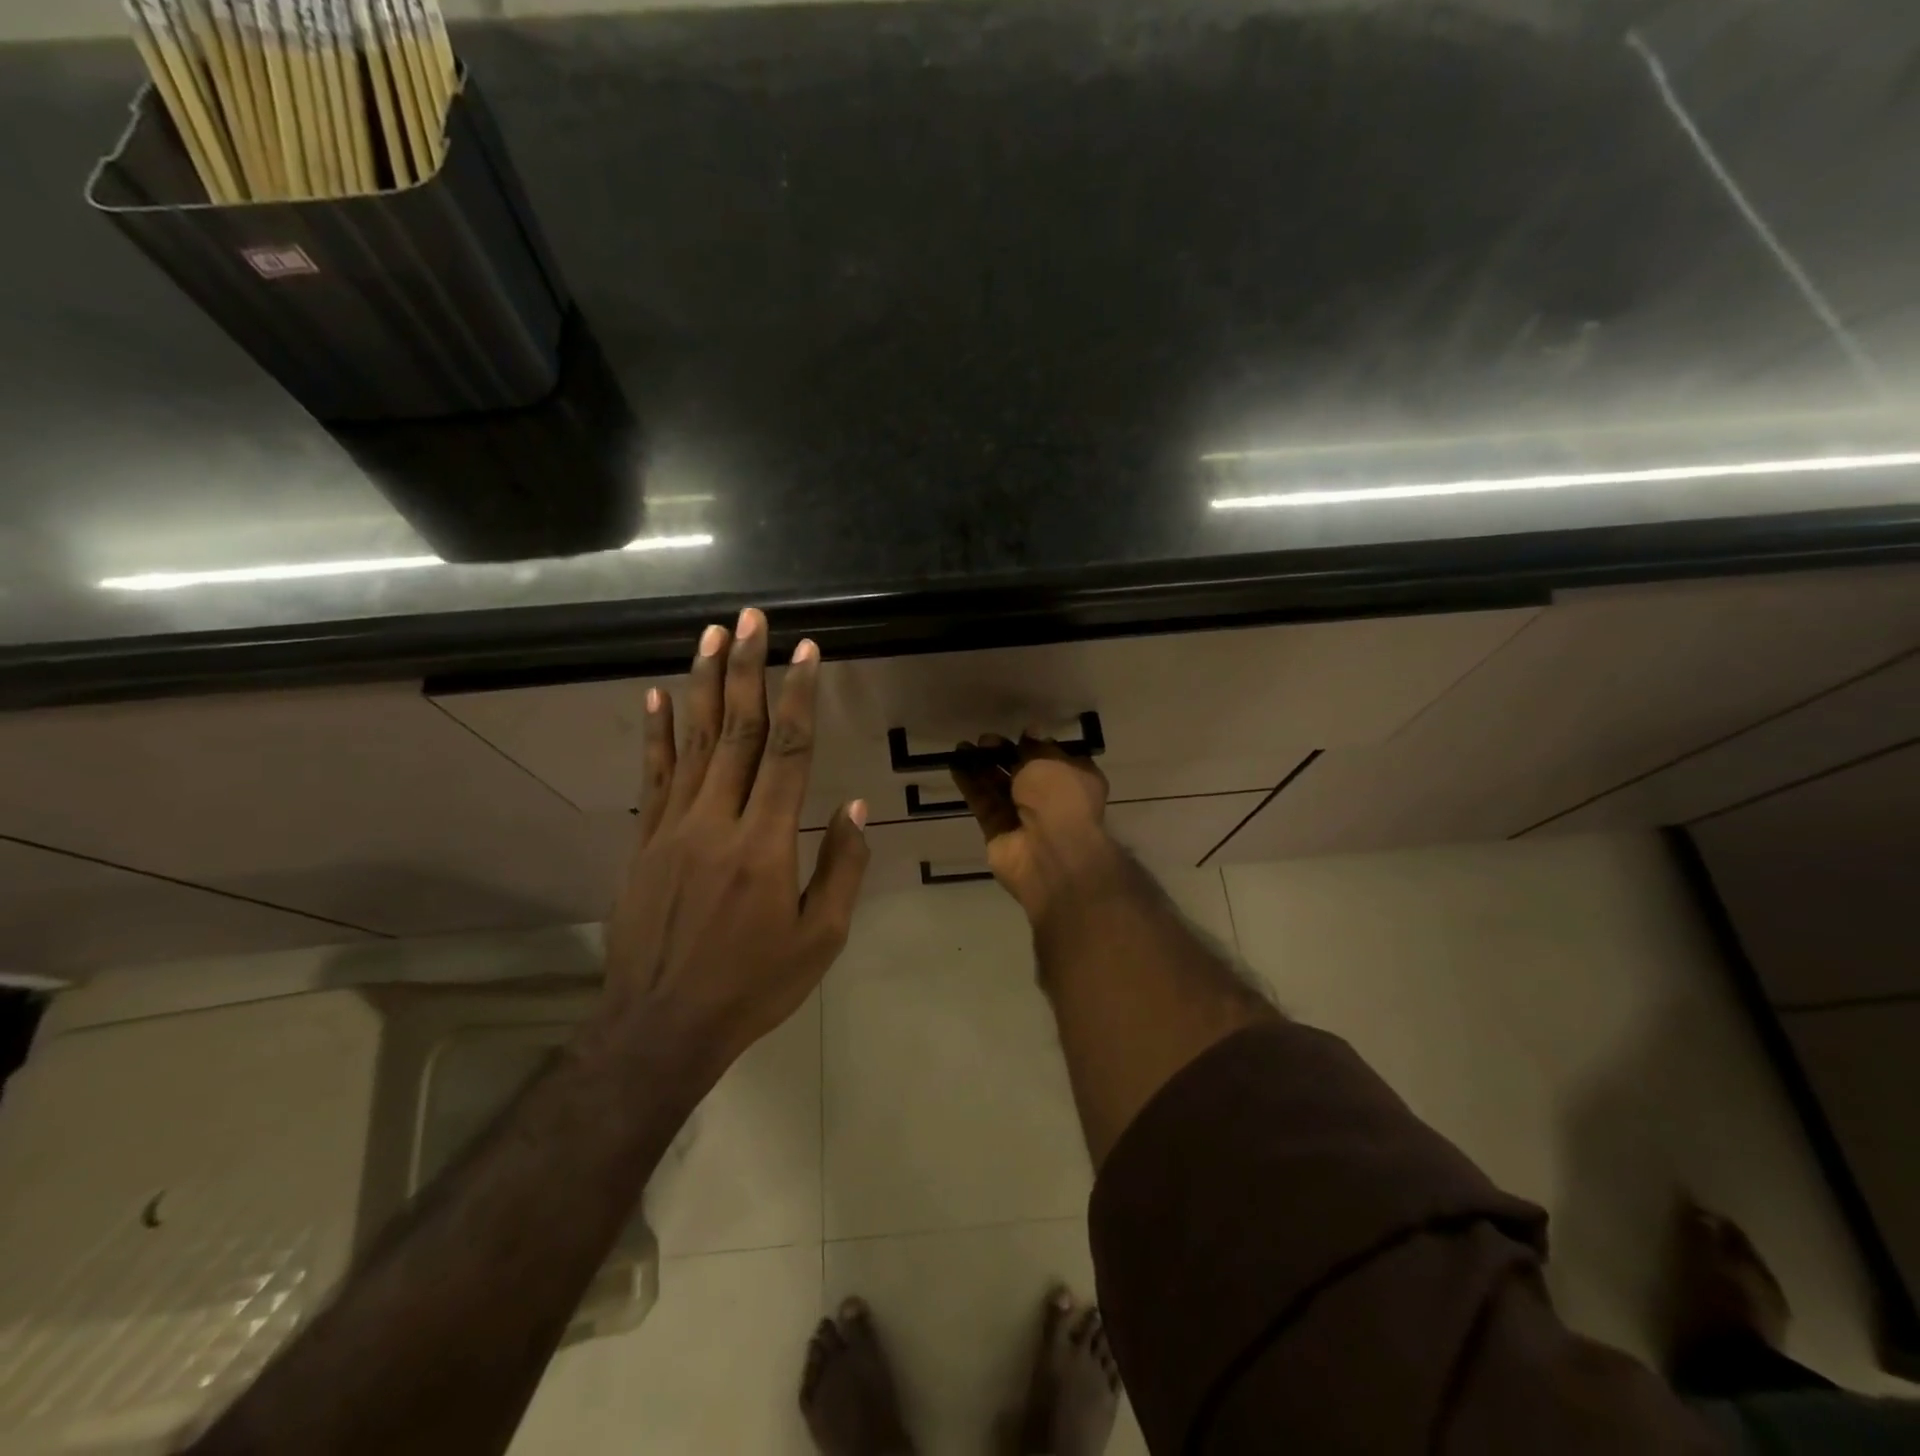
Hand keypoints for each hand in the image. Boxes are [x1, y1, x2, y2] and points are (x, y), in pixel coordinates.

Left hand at [604, 608, 868, 1070]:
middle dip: (746, 669)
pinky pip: (653, 776)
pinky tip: (658, 696)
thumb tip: (853, 806)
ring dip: (702, 684)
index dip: (798, 697)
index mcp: (765, 845)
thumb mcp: (820, 939)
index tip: (806, 652)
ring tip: (711, 636)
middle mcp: (716, 822)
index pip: (787, 752)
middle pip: (734, 731)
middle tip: (751, 619)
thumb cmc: (753, 985)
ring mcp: (672, 828)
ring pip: (691, 742)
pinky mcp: (644, 842)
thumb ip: (841, 868)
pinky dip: (656, 733)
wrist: (661, 1026)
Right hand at [949, 733, 1119, 923]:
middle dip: (1002, 754)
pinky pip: (982, 802)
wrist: (1052, 854)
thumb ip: (1034, 747)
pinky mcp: (997, 831)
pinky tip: (955, 764)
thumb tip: (1030, 733)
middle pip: (1021, 772)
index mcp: (1074, 780)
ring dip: (980, 766)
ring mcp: (1023, 817)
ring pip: (998, 786)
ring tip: (961, 747)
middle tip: (984, 740)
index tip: (1017, 734)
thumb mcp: (1050, 761)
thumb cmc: (1060, 798)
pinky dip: (970, 784)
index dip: (1034, 745)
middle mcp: (1051, 798)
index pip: (1052, 758)